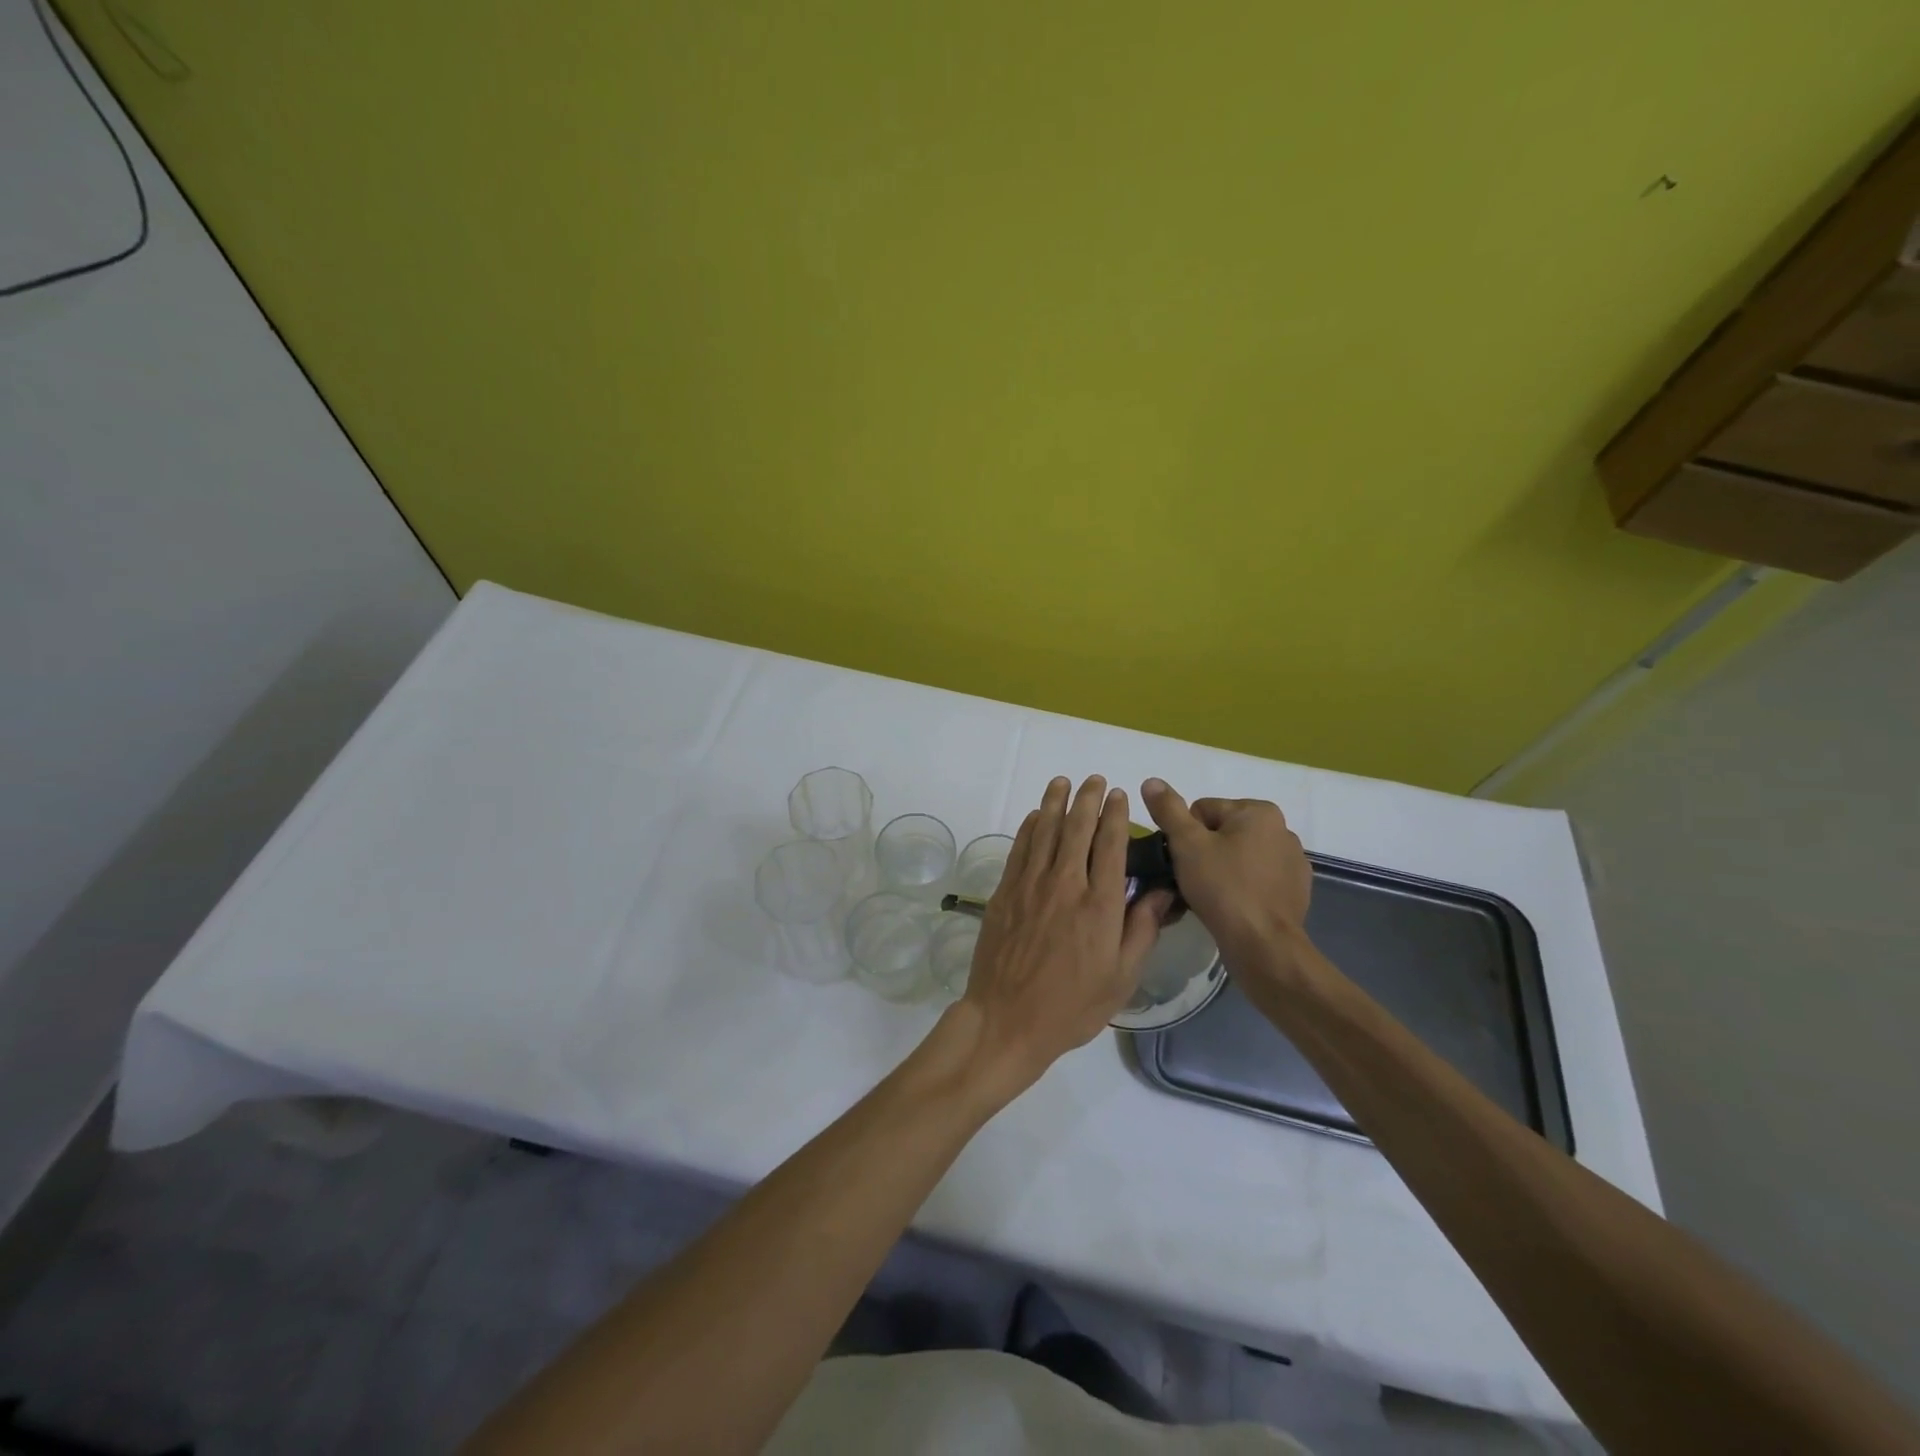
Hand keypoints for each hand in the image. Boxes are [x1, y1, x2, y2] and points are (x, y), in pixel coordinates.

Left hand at [957, 775, 1172, 1096]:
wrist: (1008, 1019)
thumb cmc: (1073, 1006)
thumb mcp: (1122, 977)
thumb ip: (1142, 929)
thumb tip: (1163, 890)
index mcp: (1100, 905)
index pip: (1111, 846)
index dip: (1116, 816)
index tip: (1119, 795)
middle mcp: (1066, 885)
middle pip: (1077, 829)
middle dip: (1087, 800)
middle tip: (1094, 780)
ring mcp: (1031, 886)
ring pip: (1044, 831)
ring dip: (1054, 803)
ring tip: (1062, 782)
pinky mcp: (1005, 893)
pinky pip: (1019, 849)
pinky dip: (1028, 828)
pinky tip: (1034, 816)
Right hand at [1140, 778, 1311, 960]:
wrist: (1263, 945)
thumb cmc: (1223, 887)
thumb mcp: (1186, 844)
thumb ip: (1168, 809)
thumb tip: (1151, 780)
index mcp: (1260, 812)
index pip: (1203, 811)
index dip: (1185, 835)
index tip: (1184, 862)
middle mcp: (1282, 830)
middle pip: (1222, 832)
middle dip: (1204, 852)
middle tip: (1191, 880)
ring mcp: (1293, 863)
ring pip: (1239, 857)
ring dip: (1222, 870)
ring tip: (1209, 897)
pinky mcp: (1295, 891)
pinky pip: (1256, 880)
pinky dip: (1242, 888)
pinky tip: (1231, 907)